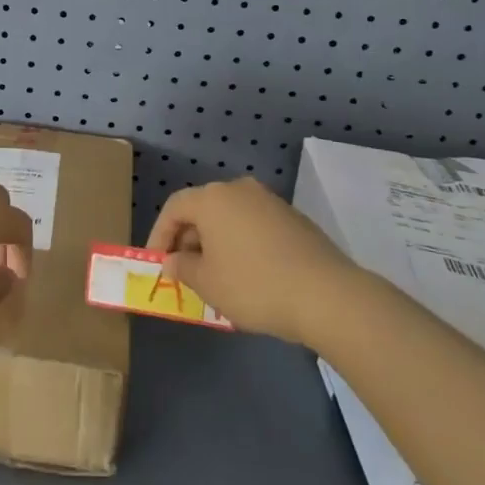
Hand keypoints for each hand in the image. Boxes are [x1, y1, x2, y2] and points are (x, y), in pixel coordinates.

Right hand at [146, 177, 356, 345]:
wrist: (326, 295)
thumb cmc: (254, 285)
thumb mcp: (208, 283)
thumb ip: (182, 267)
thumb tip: (172, 260)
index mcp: (213, 198)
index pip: (174, 207)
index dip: (160, 235)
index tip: (157, 263)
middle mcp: (240, 189)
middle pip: (202, 208)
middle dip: (188, 239)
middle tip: (185, 272)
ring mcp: (270, 201)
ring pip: (230, 217)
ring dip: (216, 242)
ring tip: (216, 277)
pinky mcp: (293, 218)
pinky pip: (254, 226)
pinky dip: (242, 244)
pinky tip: (249, 275)